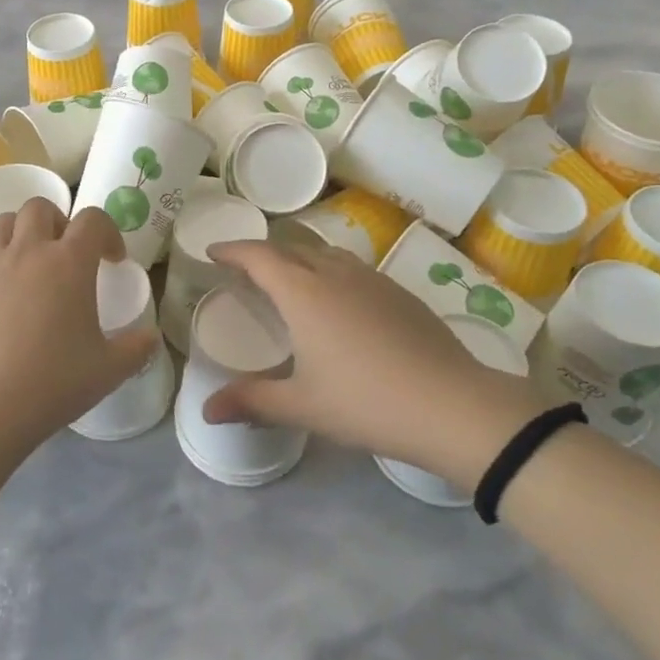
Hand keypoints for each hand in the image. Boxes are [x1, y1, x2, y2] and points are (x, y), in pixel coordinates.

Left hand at [0, 200, 158, 453]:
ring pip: (4, 220)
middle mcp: (31, 250)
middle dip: (59, 224)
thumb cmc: (55, 382)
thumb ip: (137, 348)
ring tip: (28, 260)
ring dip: (20, 231)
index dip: (108, 233)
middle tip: (66, 257)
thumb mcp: (110, 369)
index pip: (94, 220)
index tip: (111, 260)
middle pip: (43, 208)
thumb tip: (151, 336)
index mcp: (71, 262)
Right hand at [203, 239, 553, 488]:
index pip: (259, 256)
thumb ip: (252, 402)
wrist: (453, 405)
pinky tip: (338, 300)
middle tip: (245, 270)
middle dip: (263, 253)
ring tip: (288, 279)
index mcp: (304, 293)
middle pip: (290, 248)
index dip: (233, 250)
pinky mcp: (399, 292)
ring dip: (298, 258)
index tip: (213, 252)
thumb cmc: (367, 402)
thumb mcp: (303, 406)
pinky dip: (329, 270)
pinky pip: (352, 267)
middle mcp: (335, 274)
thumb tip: (206, 411)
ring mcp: (371, 279)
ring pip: (324, 254)